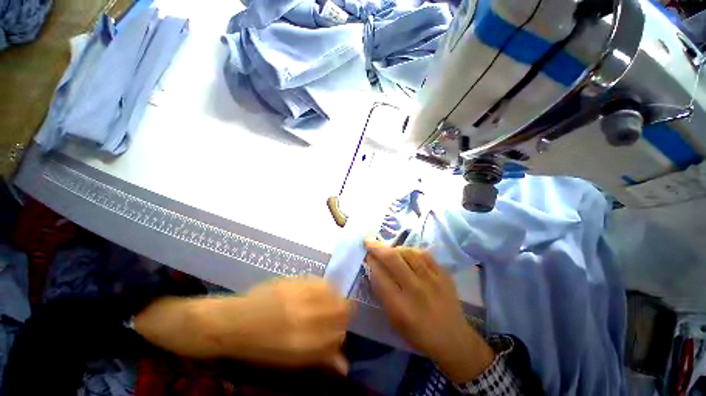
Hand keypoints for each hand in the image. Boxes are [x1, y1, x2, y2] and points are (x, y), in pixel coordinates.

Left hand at [134, 277, 352, 374]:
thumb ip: (319, 360)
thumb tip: (344, 366)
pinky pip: (320, 281)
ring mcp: (298, 298)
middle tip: (335, 313)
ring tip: (328, 300)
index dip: (342, 332)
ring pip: (333, 294)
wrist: (231, 322)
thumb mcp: (289, 361)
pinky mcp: (293, 282)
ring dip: (335, 298)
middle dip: (343, 313)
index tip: (339, 330)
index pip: (339, 336)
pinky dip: (325, 286)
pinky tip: (319, 290)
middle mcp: (304, 320)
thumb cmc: (258, 348)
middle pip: (341, 311)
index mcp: (302, 346)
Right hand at [365, 240, 494, 382]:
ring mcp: (432, 280)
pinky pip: (424, 254)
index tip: (367, 256)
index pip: (380, 275)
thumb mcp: (394, 321)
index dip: (371, 262)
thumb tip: (375, 269)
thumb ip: (383, 294)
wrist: (453, 339)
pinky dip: (412, 251)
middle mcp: (415, 290)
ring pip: (408, 253)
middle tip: (369, 241)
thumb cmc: (418, 334)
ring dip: (394, 248)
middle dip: (377, 247)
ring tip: (390, 249)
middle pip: (393, 259)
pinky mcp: (444, 275)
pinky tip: (407, 253)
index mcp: (400, 306)